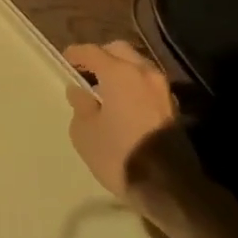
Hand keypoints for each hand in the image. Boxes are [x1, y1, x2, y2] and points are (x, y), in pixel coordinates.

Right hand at [63, 41, 205, 222]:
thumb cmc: (119, 155)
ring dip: (120, 70)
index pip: (92, 51)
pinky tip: (123, 103)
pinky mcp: (172, 106)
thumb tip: (79, 91)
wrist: (168, 186)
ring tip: (104, 88)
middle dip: (101, 56)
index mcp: (120, 73)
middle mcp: (144, 72)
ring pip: (137, 66)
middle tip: (86, 71)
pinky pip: (147, 84)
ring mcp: (162, 88)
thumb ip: (80, 106)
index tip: (65, 60)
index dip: (76, 54)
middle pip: (119, 51)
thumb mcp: (85, 133)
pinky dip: (133, 85)